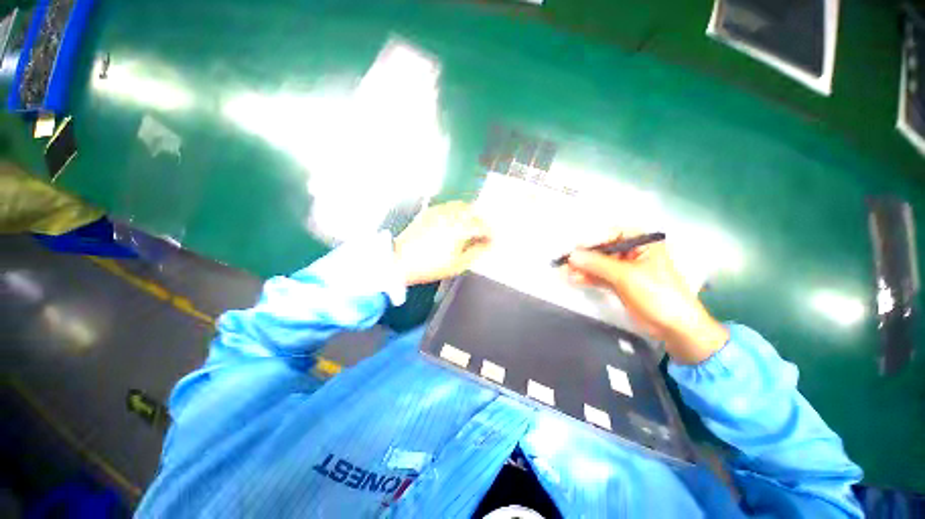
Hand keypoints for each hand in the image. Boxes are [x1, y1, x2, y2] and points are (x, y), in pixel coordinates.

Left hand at [393, 202, 491, 285]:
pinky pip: (448, 206)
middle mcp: (450, 215)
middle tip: (482, 233)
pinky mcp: (429, 212)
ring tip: (470, 227)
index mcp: (458, 228)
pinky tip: (455, 222)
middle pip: (473, 211)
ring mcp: (438, 211)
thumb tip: (487, 244)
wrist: (401, 260)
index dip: (489, 233)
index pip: (481, 226)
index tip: (491, 240)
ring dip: (469, 214)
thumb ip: (476, 252)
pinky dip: (456, 212)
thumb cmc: (430, 266)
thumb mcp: (457, 264)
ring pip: (461, 206)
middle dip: (481, 221)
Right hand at [564, 231, 728, 364]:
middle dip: (583, 256)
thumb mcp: (626, 276)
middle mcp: (633, 252)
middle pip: (602, 249)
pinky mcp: (619, 283)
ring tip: (564, 272)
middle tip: (563, 262)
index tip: (572, 249)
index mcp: (642, 242)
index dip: (591, 240)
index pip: (611, 234)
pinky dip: (587, 277)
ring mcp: (625, 269)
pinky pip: (599, 276)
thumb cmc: (658, 294)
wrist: (675, 328)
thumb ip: (597, 264)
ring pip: (598, 264)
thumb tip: (572, 255)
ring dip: (582, 268)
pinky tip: (574, 278)